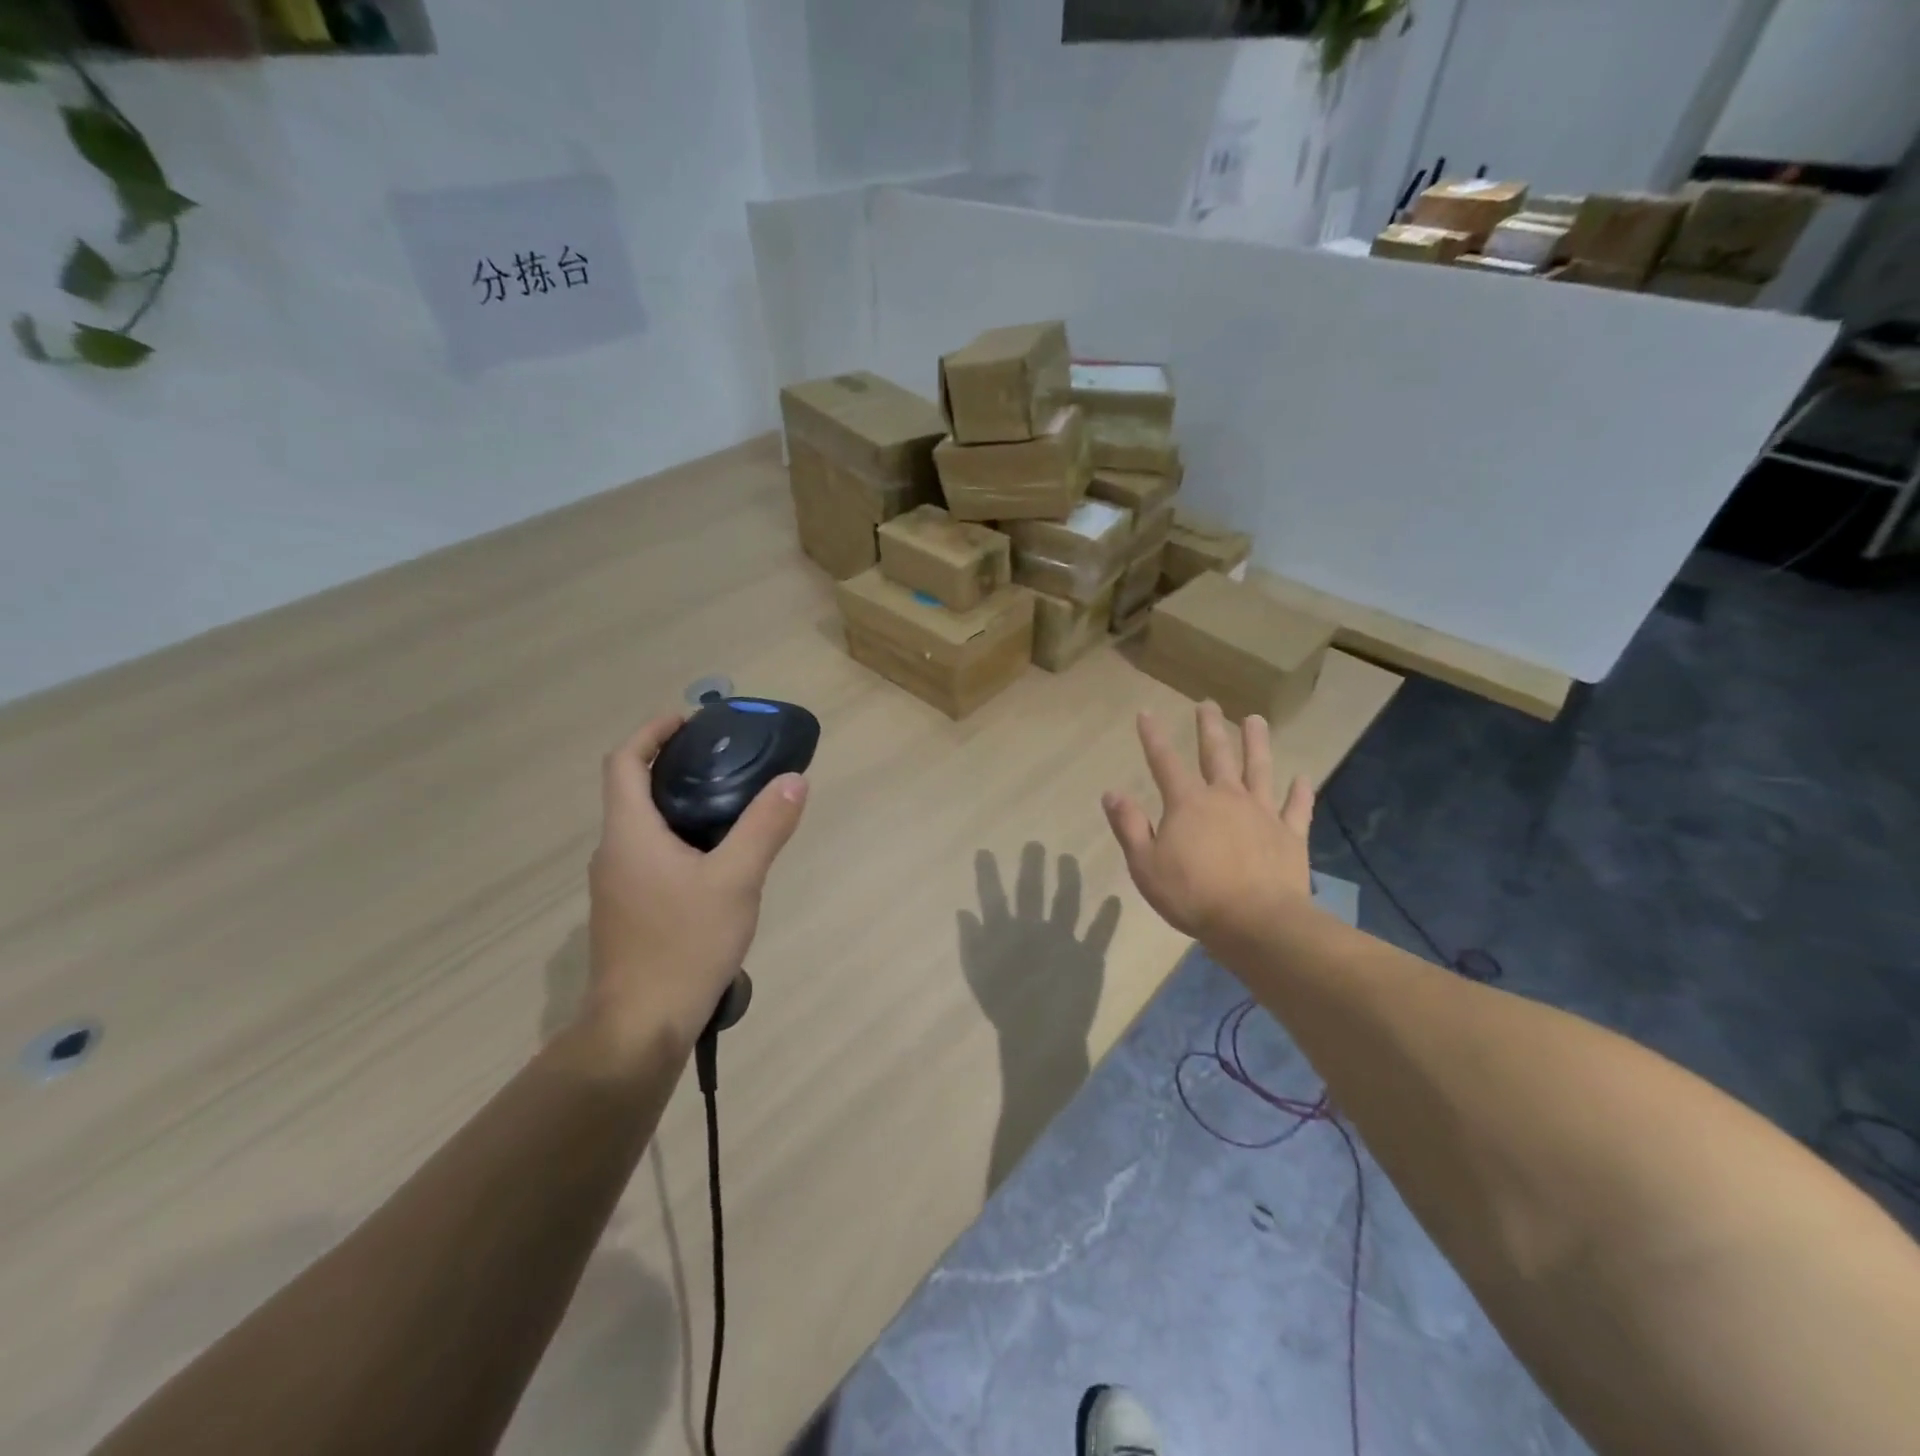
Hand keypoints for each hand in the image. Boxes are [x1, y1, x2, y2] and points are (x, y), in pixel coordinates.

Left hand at [585, 714, 808, 1056]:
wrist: (640, 1027)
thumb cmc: (684, 945)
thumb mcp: (737, 880)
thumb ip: (765, 826)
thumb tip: (793, 779)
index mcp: (629, 833)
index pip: (624, 761)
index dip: (653, 731)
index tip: (692, 720)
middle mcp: (614, 851)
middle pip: (633, 789)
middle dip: (674, 764)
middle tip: (726, 758)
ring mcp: (617, 885)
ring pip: (644, 825)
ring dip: (679, 803)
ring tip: (731, 802)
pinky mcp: (628, 910)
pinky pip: (650, 854)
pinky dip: (679, 837)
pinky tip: (718, 859)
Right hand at [1101, 703, 1314, 946]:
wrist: (1255, 922)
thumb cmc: (1192, 895)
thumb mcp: (1145, 864)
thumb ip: (1129, 826)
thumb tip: (1112, 793)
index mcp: (1188, 804)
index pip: (1164, 762)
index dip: (1152, 737)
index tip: (1146, 713)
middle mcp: (1226, 797)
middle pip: (1216, 754)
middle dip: (1209, 728)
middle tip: (1208, 704)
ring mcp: (1262, 813)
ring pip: (1259, 769)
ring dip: (1257, 743)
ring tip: (1255, 719)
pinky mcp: (1289, 835)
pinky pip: (1296, 808)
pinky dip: (1300, 793)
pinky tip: (1303, 778)